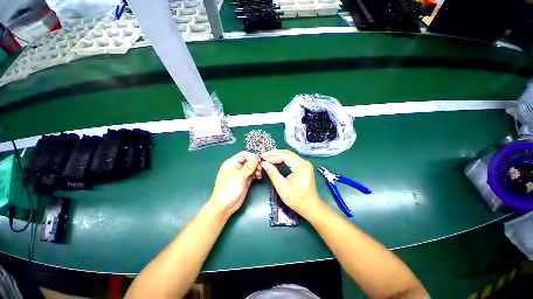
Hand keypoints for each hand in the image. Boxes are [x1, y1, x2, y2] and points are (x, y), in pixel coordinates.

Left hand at [209, 151, 261, 216]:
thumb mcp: (238, 177)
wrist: (225, 206)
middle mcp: (237, 167)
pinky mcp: (245, 180)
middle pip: (249, 160)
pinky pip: (253, 174)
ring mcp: (241, 174)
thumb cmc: (229, 189)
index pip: (244, 154)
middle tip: (260, 168)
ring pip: (252, 167)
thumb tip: (256, 157)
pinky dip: (257, 174)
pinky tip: (259, 177)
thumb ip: (248, 167)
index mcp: (232, 163)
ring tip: (259, 174)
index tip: (259, 161)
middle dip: (255, 163)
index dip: (252, 156)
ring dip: (257, 169)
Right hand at [260, 150, 321, 216]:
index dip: (272, 157)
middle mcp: (304, 162)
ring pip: (289, 155)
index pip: (284, 156)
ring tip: (267, 158)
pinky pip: (291, 159)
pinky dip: (282, 160)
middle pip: (287, 153)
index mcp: (301, 166)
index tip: (262, 159)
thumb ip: (272, 173)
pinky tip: (275, 162)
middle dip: (274, 154)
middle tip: (263, 156)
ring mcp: (305, 163)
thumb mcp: (281, 186)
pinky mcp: (303, 166)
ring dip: (278, 156)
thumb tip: (263, 163)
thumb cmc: (296, 199)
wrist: (310, 206)